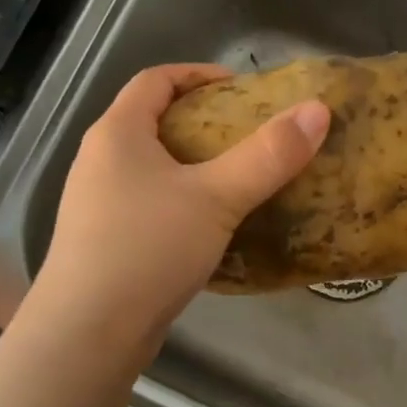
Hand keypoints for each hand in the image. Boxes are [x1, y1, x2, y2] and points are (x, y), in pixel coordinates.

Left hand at [31, 63, 329, 353]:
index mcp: (117, 134)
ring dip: (195, 167)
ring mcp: (98, 205)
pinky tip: (214, 228)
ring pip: (153, 169)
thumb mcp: (216, 197)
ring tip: (240, 180)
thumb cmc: (147, 248)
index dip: (199, 74)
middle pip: (154, 123)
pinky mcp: (106, 243)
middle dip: (204, 123)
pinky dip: (184, 204)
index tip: (242, 88)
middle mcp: (100, 161)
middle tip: (251, 136)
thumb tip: (317, 111)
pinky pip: (151, 206)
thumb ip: (268, 155)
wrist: (89, 332)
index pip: (155, 80)